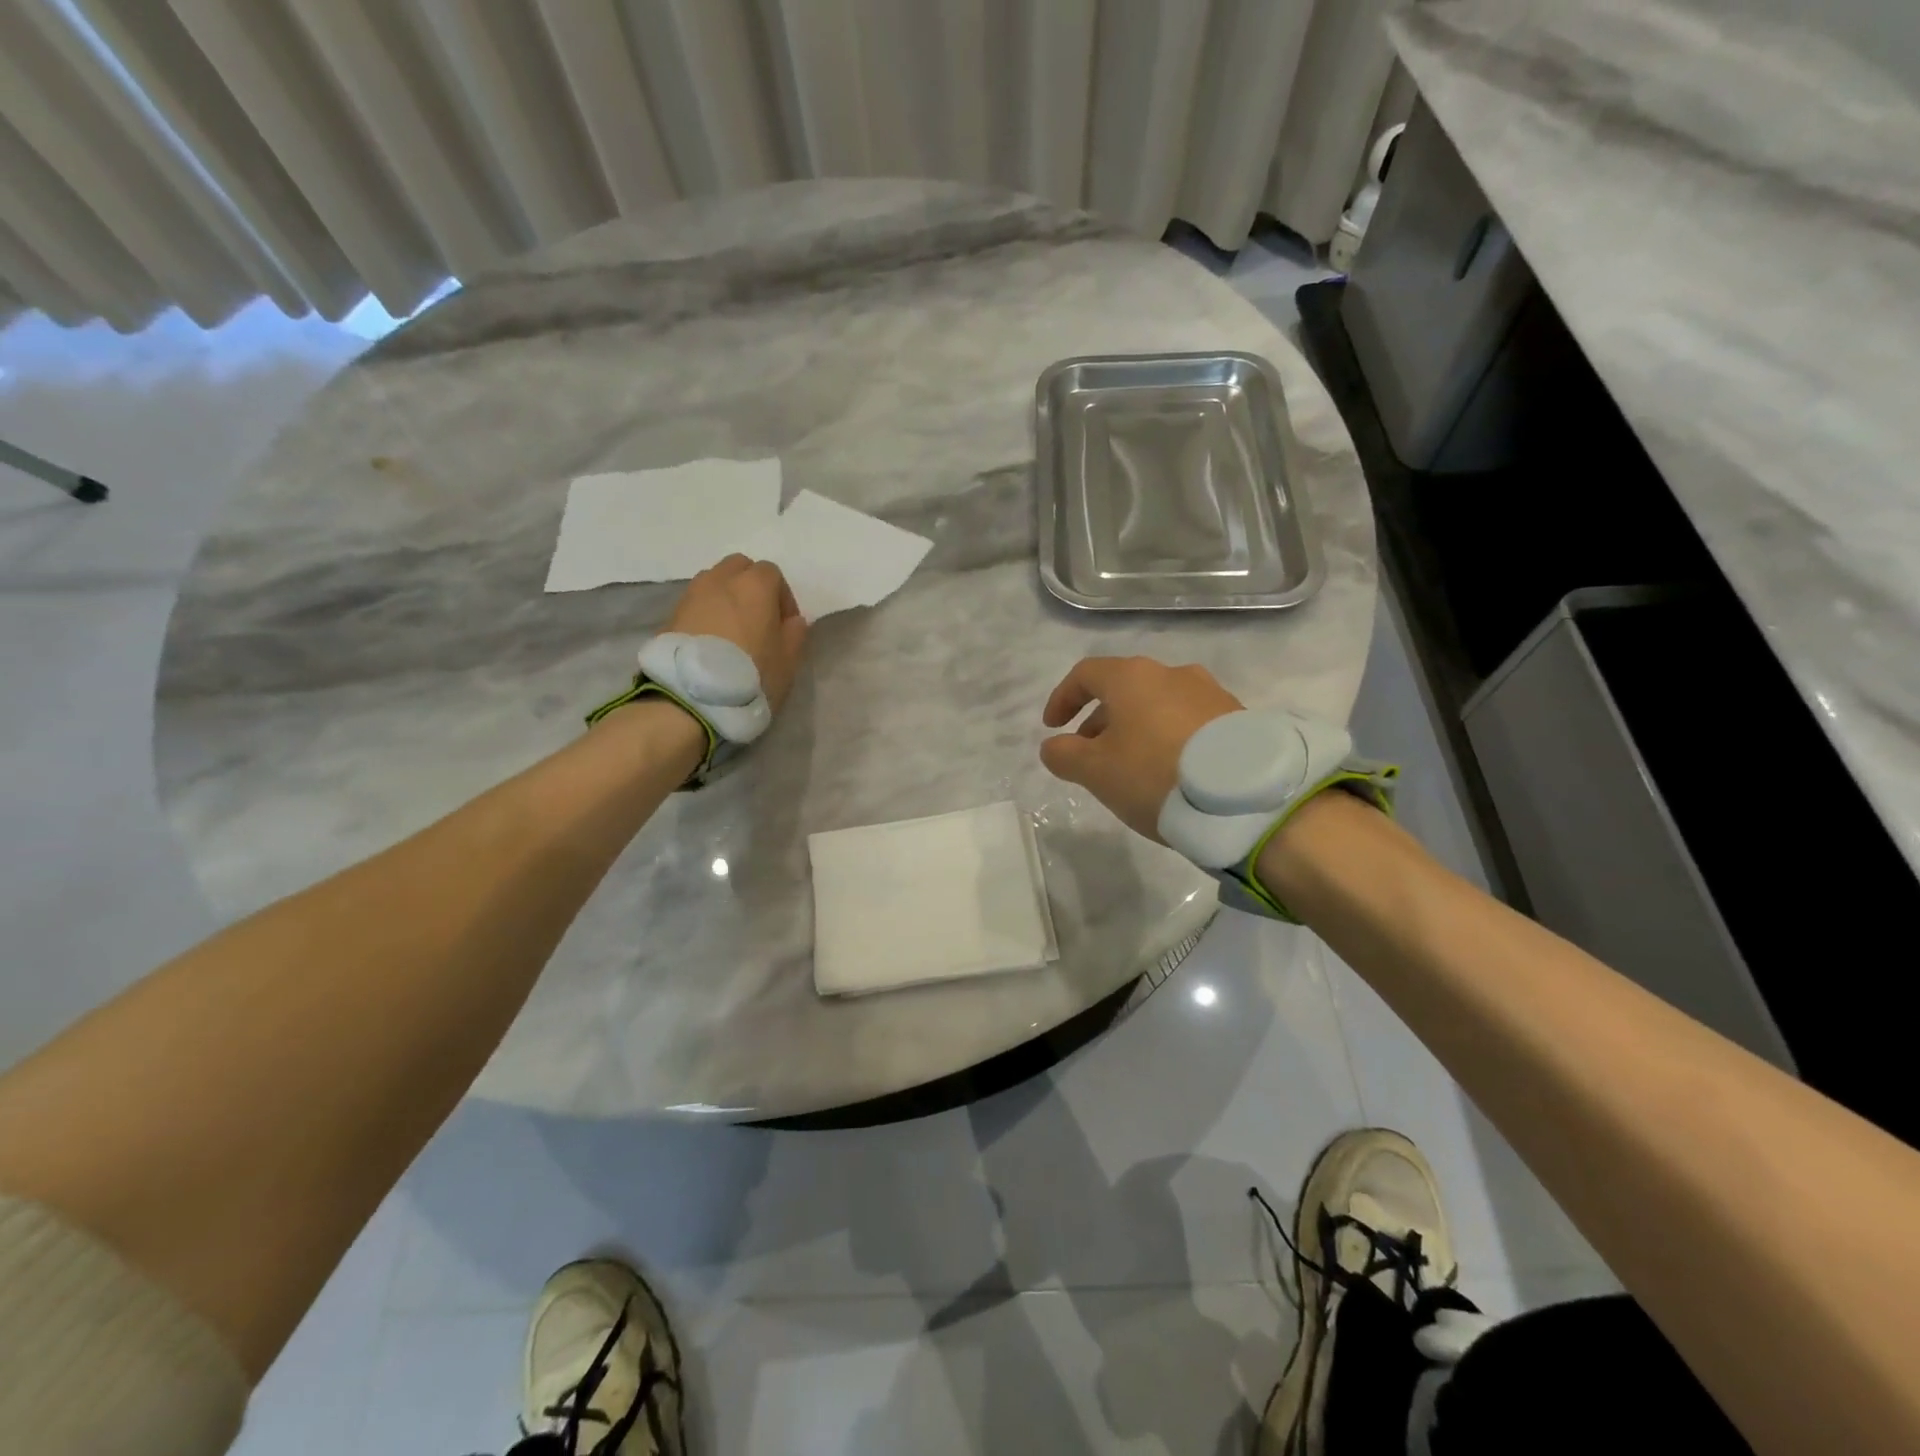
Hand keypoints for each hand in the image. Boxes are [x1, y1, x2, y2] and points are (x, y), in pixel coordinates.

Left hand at [665, 554, 807, 711]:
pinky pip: (696, 602)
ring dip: (726, 597)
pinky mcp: (671, 614)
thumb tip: (794, 621)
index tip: (785, 624)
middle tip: (758, 619)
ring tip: (732, 630)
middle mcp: (721, 580)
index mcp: (755, 585)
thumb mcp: (788, 661)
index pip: (772, 573)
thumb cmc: (751, 675)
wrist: (692, 697)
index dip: (782, 597)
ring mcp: (692, 594)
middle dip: (751, 586)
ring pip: (714, 582)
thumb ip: (795, 635)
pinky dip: (706, 612)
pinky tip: (712, 641)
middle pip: (739, 567)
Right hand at [1039, 657, 1244, 840]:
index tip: (1052, 727)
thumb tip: (1054, 746)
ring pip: (1158, 705)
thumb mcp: (1095, 771)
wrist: (1244, 797)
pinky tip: (1170, 770)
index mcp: (1133, 677)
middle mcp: (1172, 674)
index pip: (1086, 674)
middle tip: (1089, 753)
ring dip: (1135, 728)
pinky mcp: (1237, 719)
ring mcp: (1210, 694)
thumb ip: (1064, 755)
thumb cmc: (1154, 774)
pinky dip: (1168, 737)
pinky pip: (1189, 721)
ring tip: (1131, 765)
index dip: (1063, 698)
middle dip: (1100, 719)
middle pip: (1124, 689)